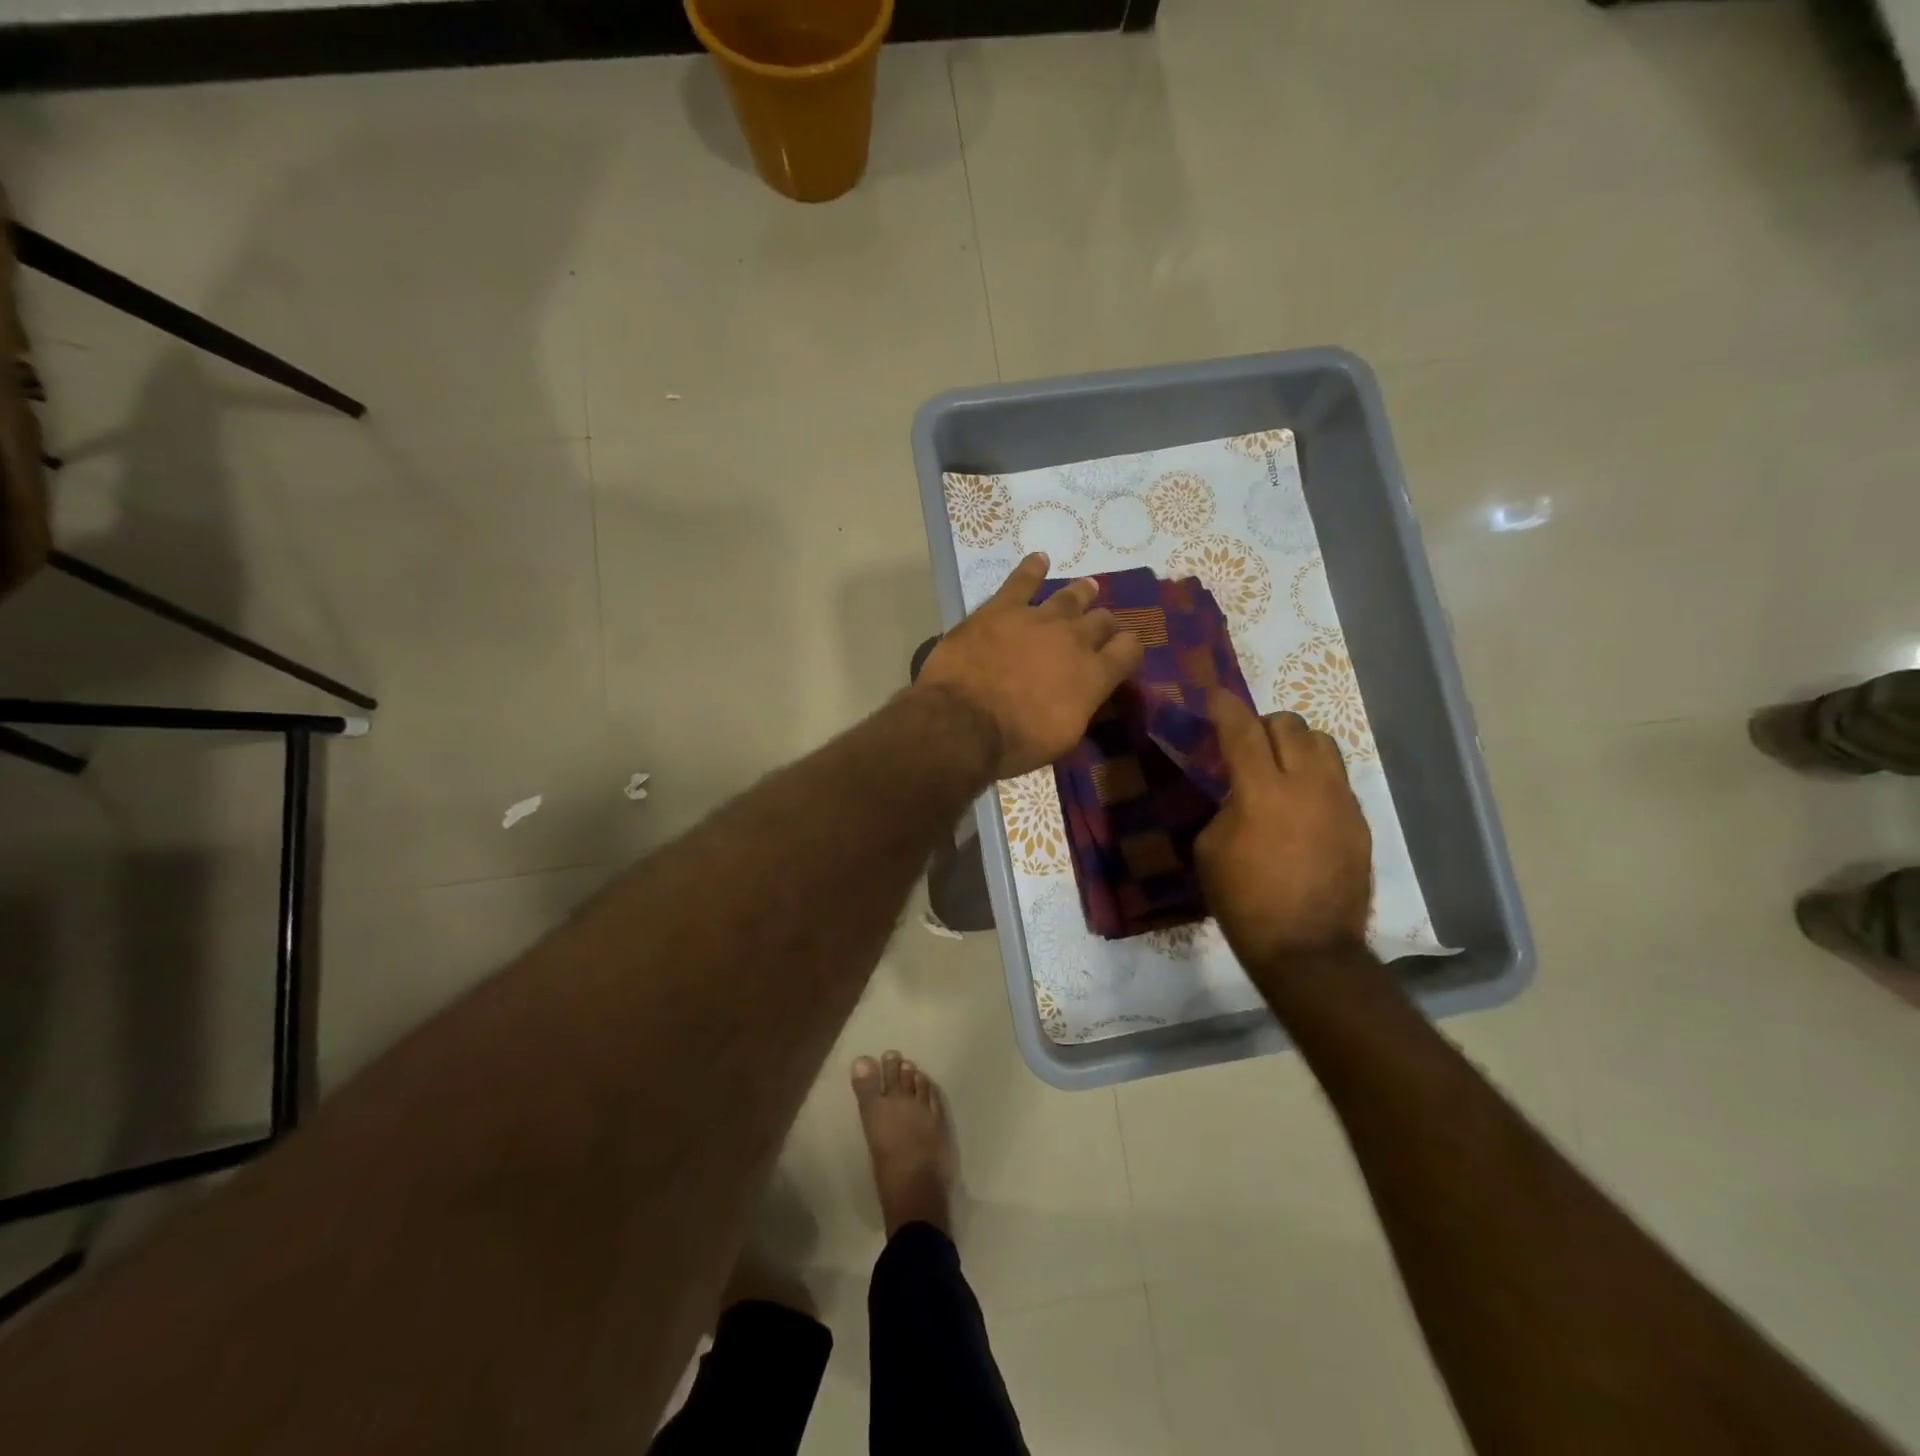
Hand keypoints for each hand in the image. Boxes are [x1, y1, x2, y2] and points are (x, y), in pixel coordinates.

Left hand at [914, 553, 1143, 779]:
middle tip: (1098, 628)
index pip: (1130, 650)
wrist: (962, 722)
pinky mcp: (1001, 609)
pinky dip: (1032, 568)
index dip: (1128, 650)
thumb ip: (1081, 707)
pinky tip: (1039, 558)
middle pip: (1101, 621)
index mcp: (1094, 675)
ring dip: (1081, 593)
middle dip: (1103, 625)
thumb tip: (1085, 695)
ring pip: (1069, 597)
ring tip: (1089, 587)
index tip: (1122, 654)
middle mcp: (1074, 639)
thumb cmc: (1015, 742)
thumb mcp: (1062, 738)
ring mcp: (1038, 618)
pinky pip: (1022, 580)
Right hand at [1195, 690, 1373, 977]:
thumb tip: (1241, 793)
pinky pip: (1336, 780)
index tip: (1215, 697)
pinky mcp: (1359, 822)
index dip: (1226, 707)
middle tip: (1247, 744)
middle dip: (1263, 725)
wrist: (1307, 947)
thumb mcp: (1211, 849)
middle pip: (1290, 725)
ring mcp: (1339, 801)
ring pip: (1323, 744)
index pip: (1242, 730)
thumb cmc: (1244, 900)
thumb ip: (1227, 807)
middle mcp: (1306, 784)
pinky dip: (1315, 779)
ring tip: (1281, 769)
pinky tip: (1302, 807)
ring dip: (1296, 745)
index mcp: (1261, 791)